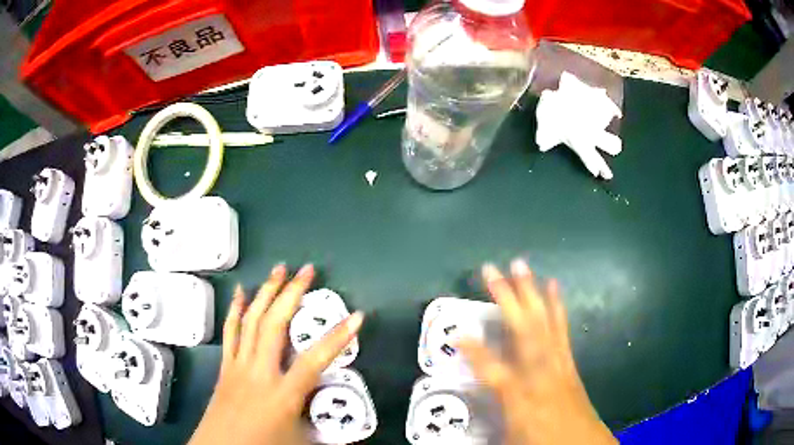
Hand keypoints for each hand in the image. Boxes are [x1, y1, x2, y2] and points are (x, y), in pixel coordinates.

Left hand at [189, 264, 364, 444]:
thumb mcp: (300, 440)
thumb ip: (326, 431)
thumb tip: (353, 434)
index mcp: (283, 394)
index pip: (315, 360)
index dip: (338, 338)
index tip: (357, 316)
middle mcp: (260, 372)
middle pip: (276, 325)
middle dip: (293, 293)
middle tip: (308, 270)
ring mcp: (239, 365)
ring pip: (252, 320)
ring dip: (266, 291)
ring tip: (278, 269)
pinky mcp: (225, 365)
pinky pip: (230, 331)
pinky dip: (235, 308)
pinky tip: (239, 291)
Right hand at [458, 259, 616, 444]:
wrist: (583, 444)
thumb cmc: (543, 441)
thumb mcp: (509, 437)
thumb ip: (489, 418)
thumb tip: (466, 409)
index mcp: (523, 397)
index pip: (493, 371)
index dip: (473, 352)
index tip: (455, 333)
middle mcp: (541, 375)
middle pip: (524, 332)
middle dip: (508, 299)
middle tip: (492, 269)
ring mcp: (559, 364)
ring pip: (545, 323)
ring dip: (532, 293)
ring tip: (522, 267)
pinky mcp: (569, 362)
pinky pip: (562, 329)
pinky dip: (557, 306)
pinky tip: (555, 287)